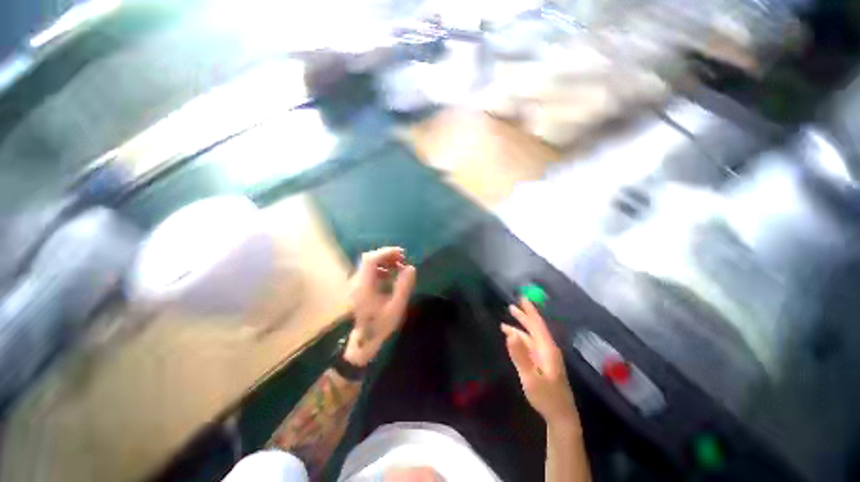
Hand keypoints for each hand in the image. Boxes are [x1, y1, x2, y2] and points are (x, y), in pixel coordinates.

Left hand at [344, 247, 416, 366]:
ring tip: (399, 267)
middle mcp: (356, 282)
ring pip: (368, 265)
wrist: (361, 342)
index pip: (371, 260)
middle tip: (402, 259)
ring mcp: (355, 285)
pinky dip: (380, 269)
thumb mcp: (396, 308)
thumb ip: (403, 287)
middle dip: (386, 256)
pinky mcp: (357, 288)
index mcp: (364, 286)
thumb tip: (411, 268)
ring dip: (384, 262)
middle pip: (368, 259)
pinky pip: (368, 272)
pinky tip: (390, 276)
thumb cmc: (379, 326)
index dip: (386, 252)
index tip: (402, 253)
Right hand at [502, 298, 579, 427]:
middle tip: (511, 307)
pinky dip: (520, 340)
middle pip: (534, 328)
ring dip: (519, 329)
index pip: (537, 324)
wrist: (560, 416)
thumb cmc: (547, 397)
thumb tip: (510, 334)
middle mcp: (547, 349)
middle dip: (523, 317)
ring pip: (530, 338)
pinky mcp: (542, 364)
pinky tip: (513, 340)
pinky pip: (529, 346)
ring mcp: (545, 357)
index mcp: (547, 349)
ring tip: (504, 324)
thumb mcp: (530, 377)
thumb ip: (520, 355)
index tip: (522, 298)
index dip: (530, 311)